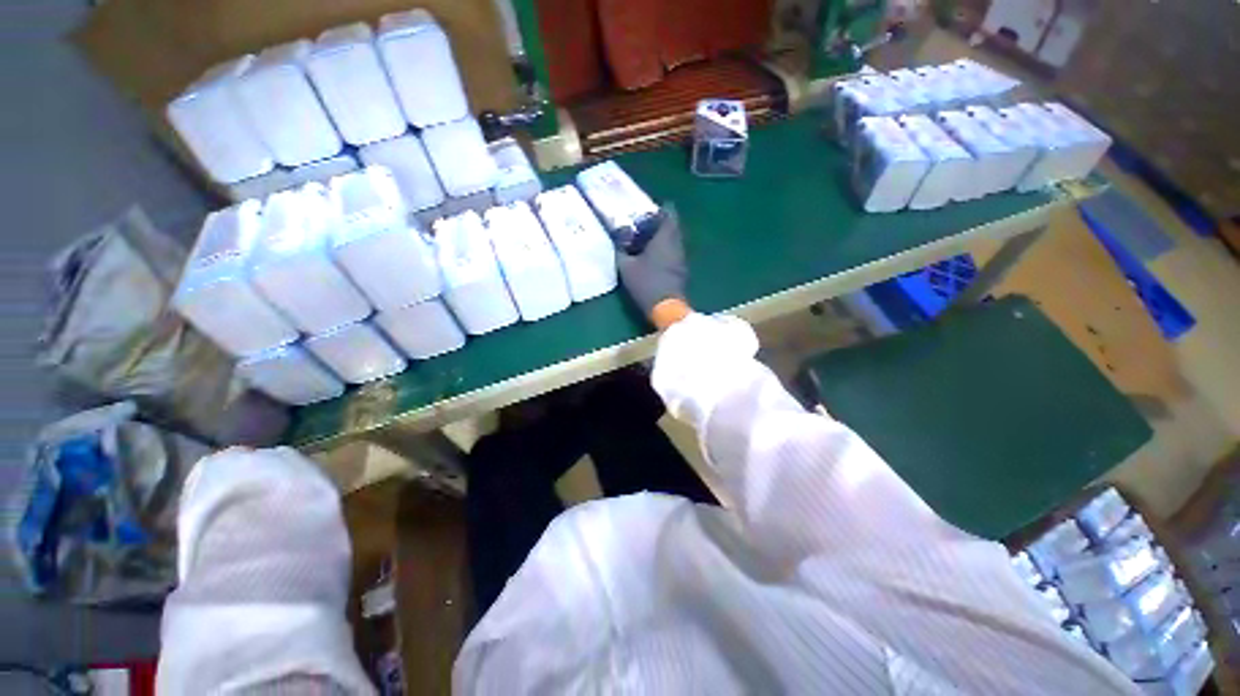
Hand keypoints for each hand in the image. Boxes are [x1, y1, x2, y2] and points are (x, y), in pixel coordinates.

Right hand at [617, 205, 690, 327]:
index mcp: (665, 237)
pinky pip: (673, 252)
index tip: (644, 214)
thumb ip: (621, 250)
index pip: (669, 212)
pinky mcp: (681, 269)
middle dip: (657, 225)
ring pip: (673, 240)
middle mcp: (677, 243)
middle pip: (671, 226)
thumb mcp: (626, 267)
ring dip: (660, 239)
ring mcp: (681, 257)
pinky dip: (664, 251)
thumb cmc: (646, 283)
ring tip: (643, 244)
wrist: (666, 307)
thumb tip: (617, 238)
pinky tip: (651, 259)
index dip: (658, 210)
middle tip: (640, 229)